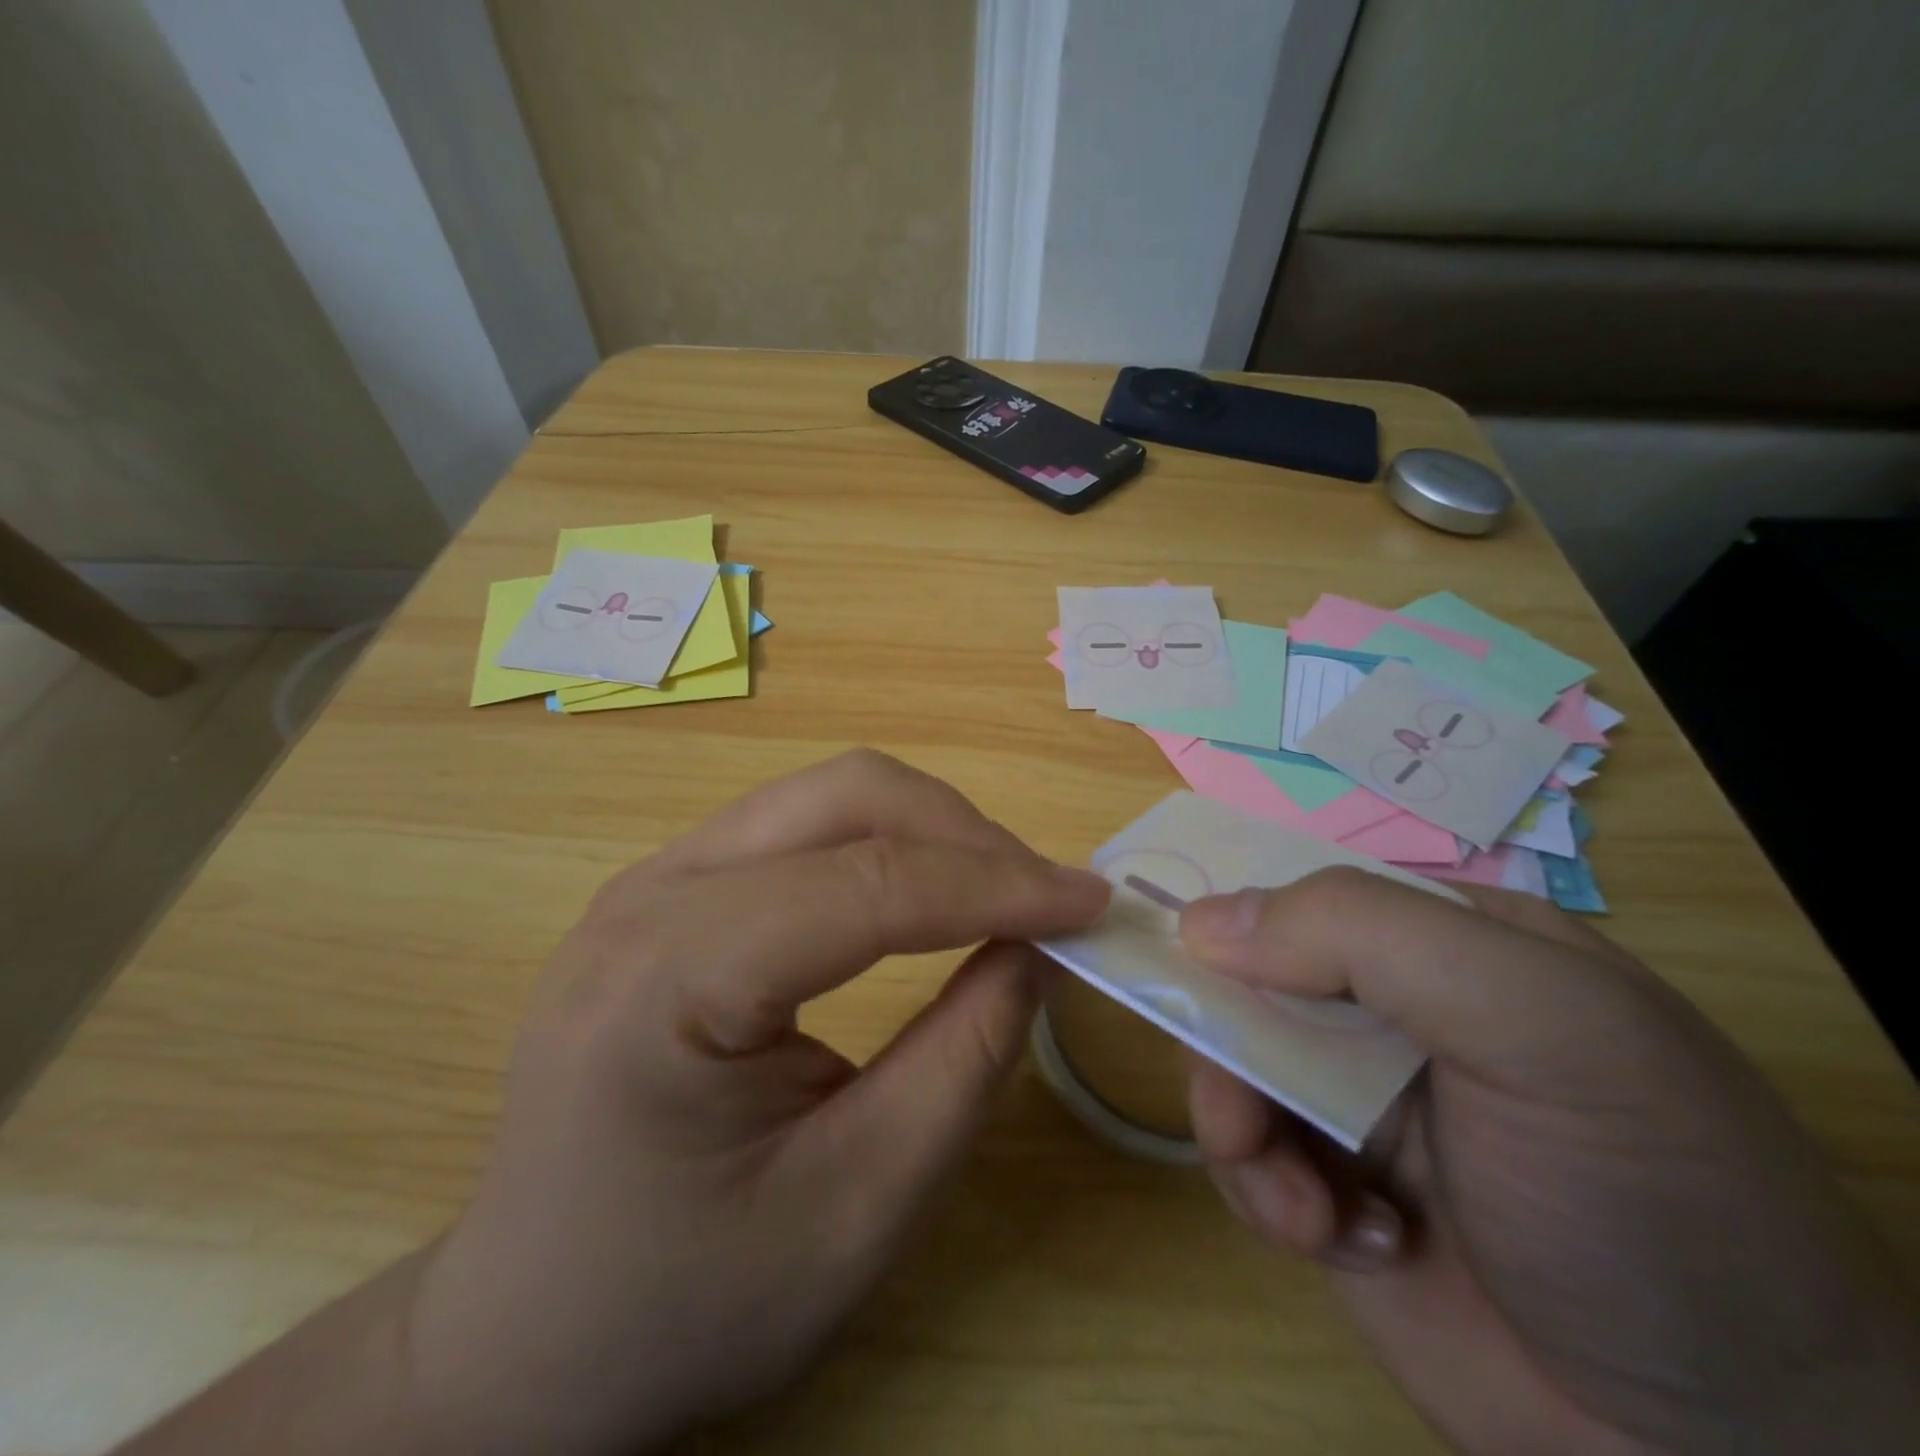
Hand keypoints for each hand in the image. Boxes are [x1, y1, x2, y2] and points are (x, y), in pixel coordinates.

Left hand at [118, 751, 1107, 1455]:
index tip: (1093, 903)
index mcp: (670, 974)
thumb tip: (1033, 948)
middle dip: (965, 835)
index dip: (997, 883)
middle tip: (1044, 900)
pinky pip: (802, 827)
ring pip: (828, 796)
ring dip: (930, 831)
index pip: (868, 884)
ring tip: (999, 895)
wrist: (524, 1329)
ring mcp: (653, 877)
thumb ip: (962, 1062)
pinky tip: (923, 895)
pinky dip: (884, 845)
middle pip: (845, 796)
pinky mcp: (672, 888)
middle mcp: (652, 890)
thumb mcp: (856, 1208)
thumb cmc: (684, 1298)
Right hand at [1179, 871, 1919, 1455]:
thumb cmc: (1642, 1192)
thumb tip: (1200, 920)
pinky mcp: (1329, 1186)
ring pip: (1229, 1066)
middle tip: (1243, 1110)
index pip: (1303, 894)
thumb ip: (1364, 937)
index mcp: (1442, 942)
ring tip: (1304, 1208)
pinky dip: (1268, 1195)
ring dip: (1241, 1132)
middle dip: (1228, 1043)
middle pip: (1247, 982)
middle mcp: (1390, 1011)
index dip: (1233, 918)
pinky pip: (1244, 1155)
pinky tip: (1345, 1242)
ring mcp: (1355, 1100)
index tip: (1178, 959)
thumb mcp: (1533, 1023)